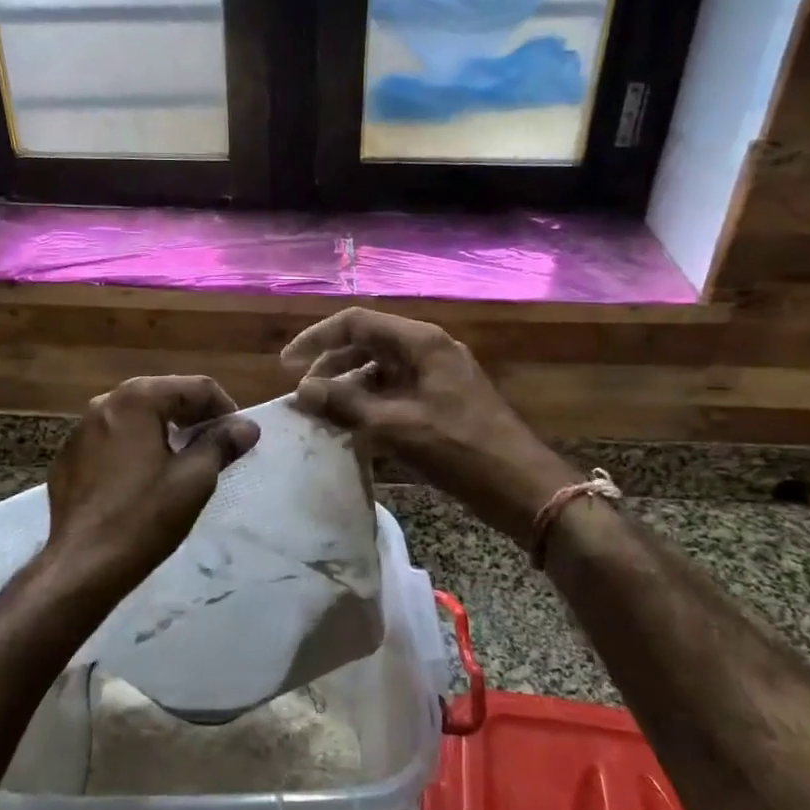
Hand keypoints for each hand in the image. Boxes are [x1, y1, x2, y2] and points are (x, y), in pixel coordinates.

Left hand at [43, 376, 260, 601]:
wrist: (82, 566)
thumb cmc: (144, 516)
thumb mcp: (194, 479)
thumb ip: (222, 443)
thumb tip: (247, 426)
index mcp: (136, 399)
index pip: (196, 388)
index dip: (225, 410)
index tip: (239, 439)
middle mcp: (105, 403)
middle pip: (164, 397)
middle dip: (194, 418)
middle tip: (217, 449)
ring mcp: (80, 430)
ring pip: (136, 419)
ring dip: (165, 432)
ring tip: (184, 463)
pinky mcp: (69, 458)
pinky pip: (112, 441)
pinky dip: (135, 449)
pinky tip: (144, 480)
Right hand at [282, 308, 577, 546]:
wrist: (522, 486)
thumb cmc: (461, 450)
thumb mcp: (397, 427)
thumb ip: (346, 404)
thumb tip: (302, 389)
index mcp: (421, 342)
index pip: (357, 323)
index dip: (317, 339)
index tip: (286, 366)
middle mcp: (428, 350)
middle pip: (367, 343)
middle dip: (330, 364)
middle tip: (303, 394)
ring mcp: (436, 375)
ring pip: (380, 369)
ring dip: (348, 386)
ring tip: (322, 413)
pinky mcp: (440, 401)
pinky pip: (394, 391)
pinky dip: (369, 403)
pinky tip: (352, 427)